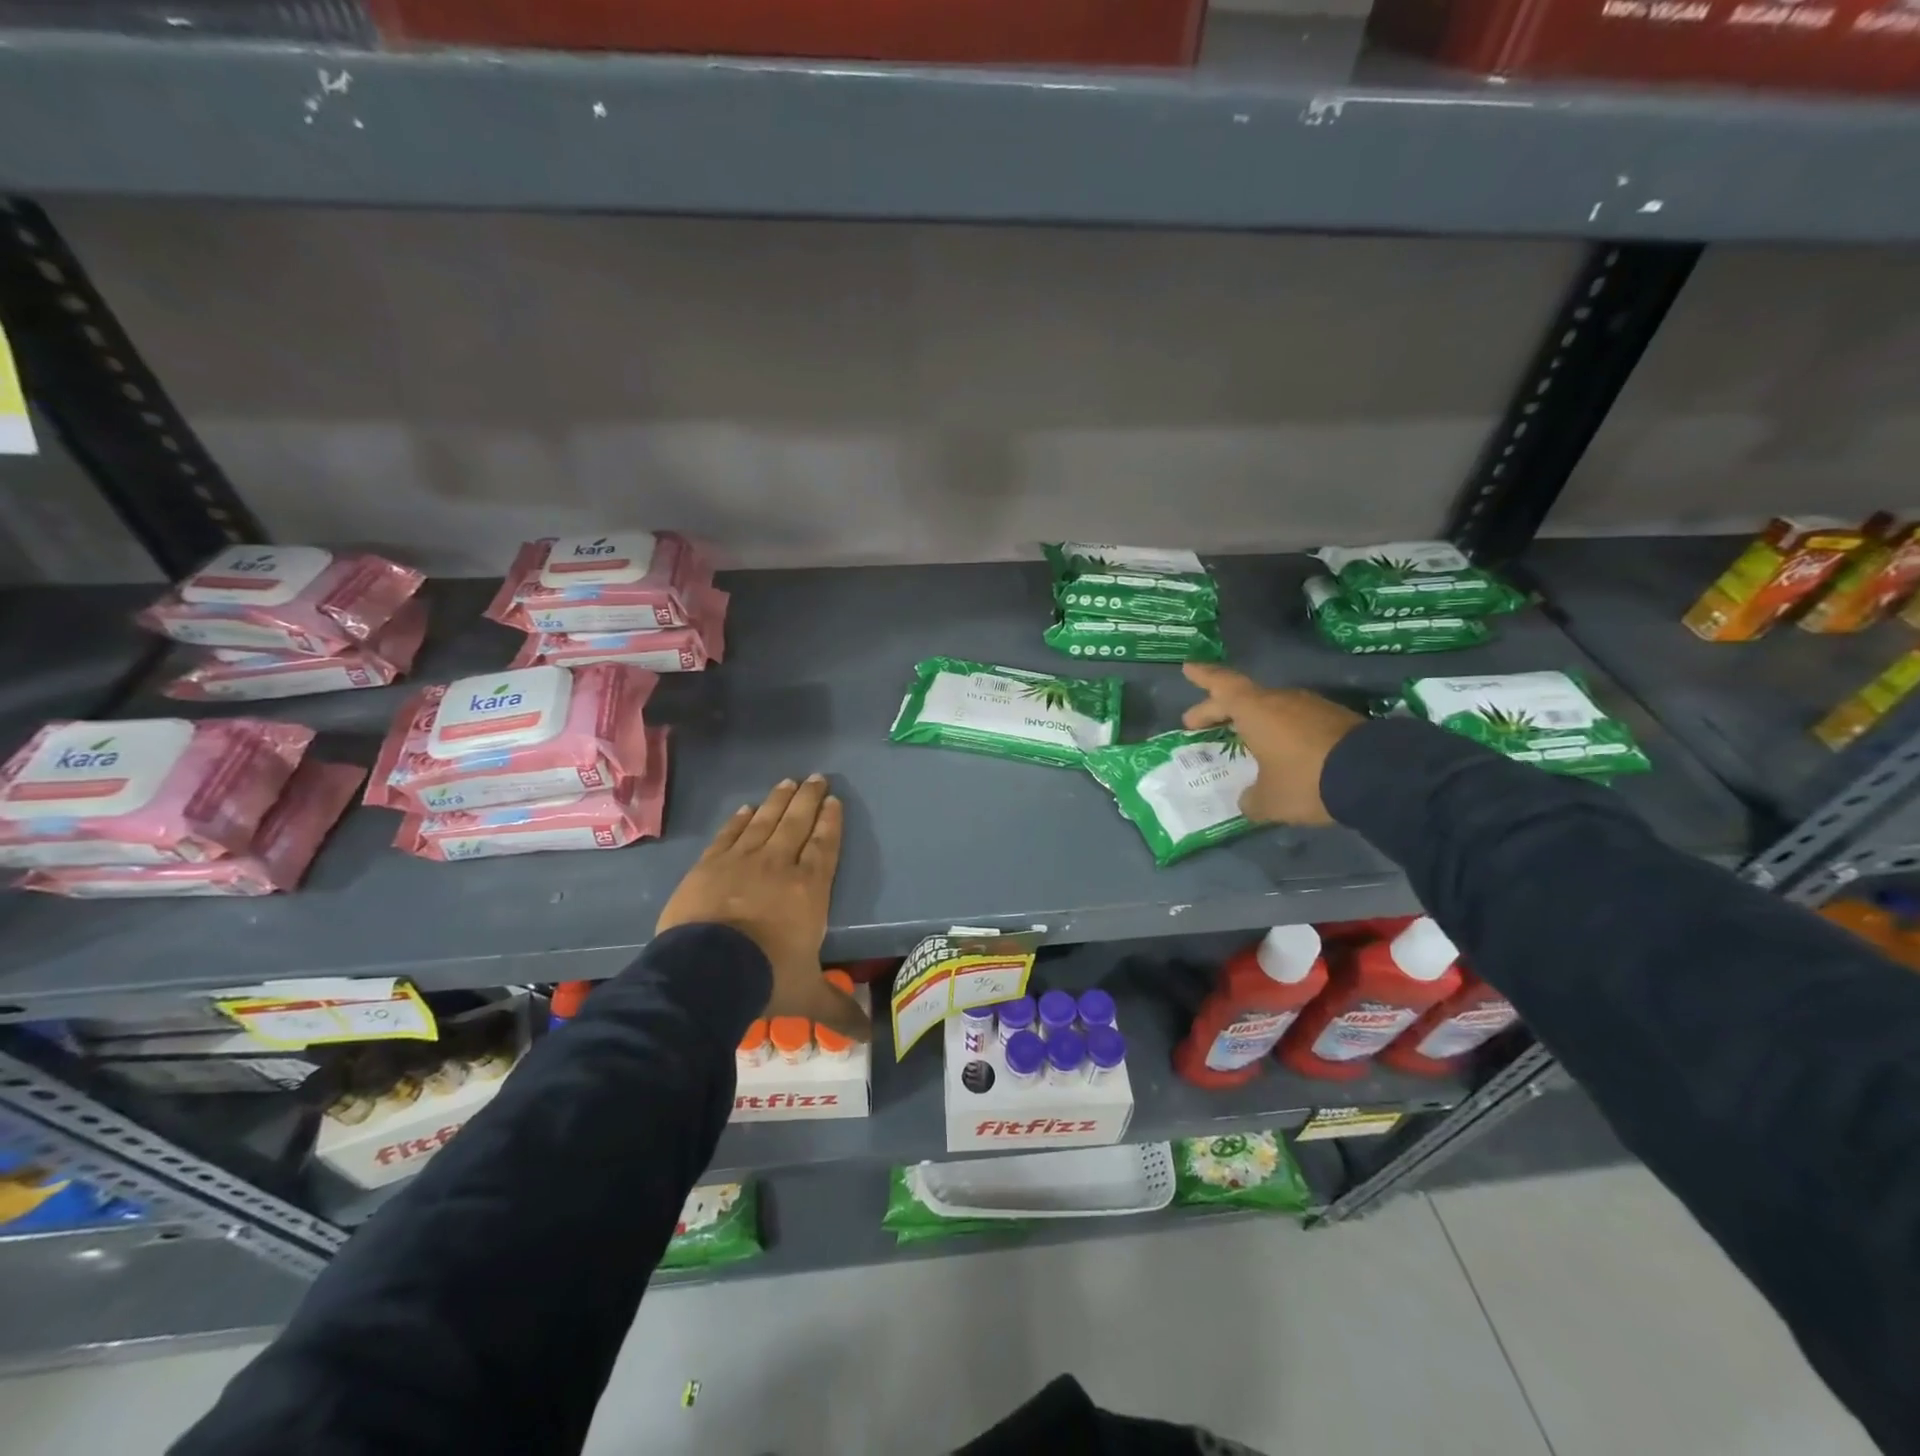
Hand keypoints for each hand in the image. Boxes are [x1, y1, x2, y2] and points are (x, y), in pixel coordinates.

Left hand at [657, 775, 869, 1040]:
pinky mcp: (709, 865)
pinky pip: (730, 835)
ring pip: (766, 821)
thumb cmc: (766, 977)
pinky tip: (747, 809)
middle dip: (809, 799)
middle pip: (797, 823)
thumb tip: (868, 1040)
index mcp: (809, 889)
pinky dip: (740, 820)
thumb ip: (837, 1010)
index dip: (830, 823)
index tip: (834, 801)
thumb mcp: (807, 995)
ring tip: (788, 782)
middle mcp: (779, 866)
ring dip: (779, 800)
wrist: (706, 970)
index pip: (824, 847)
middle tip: (817, 777)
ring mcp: (742, 861)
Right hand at [1181, 664, 1363, 825]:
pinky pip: (1296, 719)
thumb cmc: (1305, 780)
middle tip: (1198, 723)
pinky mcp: (1336, 719)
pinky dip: (1280, 730)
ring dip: (1252, 720)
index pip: (1221, 685)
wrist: (1376, 775)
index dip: (1203, 676)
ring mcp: (1311, 706)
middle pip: (1243, 698)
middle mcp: (1280, 700)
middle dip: (1217, 709)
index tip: (1188, 667)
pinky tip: (1281, 751)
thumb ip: (1251, 799)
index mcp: (1255, 710)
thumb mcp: (1269, 801)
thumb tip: (1248, 800)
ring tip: (1242, 739)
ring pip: (1271, 707)